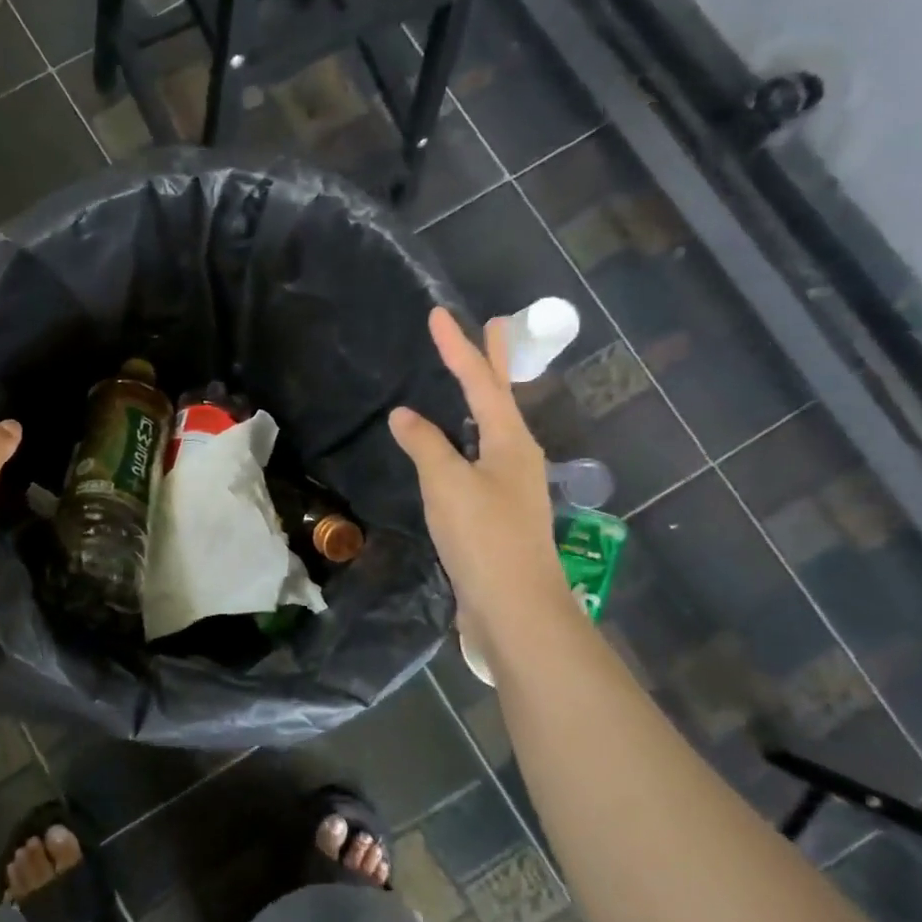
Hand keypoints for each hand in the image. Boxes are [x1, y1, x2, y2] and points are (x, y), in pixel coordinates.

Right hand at [389, 307, 569, 640]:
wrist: (515, 606)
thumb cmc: (483, 538)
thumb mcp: (447, 485)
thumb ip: (425, 445)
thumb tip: (404, 415)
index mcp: (511, 442)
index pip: (481, 383)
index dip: (458, 348)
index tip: (438, 315)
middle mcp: (517, 456)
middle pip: (502, 398)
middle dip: (495, 361)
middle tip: (496, 324)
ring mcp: (511, 485)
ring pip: (494, 429)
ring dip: (485, 399)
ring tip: (474, 380)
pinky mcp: (498, 511)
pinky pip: (481, 458)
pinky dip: (469, 437)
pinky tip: (459, 447)